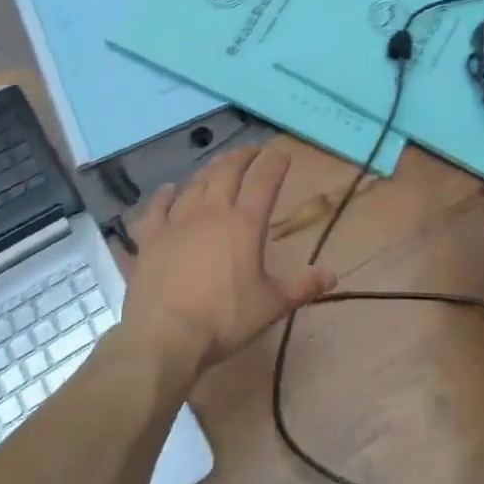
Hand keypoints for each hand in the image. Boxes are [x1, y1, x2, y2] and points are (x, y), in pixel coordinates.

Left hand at [123, 142, 334, 379]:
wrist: (165, 334)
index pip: (264, 183)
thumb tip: (333, 274)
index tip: (282, 152)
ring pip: (196, 184)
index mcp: (244, 225)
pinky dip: (164, 195)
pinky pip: (157, 207)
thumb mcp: (270, 306)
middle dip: (242, 157)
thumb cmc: (224, 319)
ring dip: (209, 169)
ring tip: (218, 162)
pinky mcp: (151, 237)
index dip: (275, 164)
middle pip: (228, 173)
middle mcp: (212, 213)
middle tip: (251, 149)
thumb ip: (302, 287)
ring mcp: (178, 221)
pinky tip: (168, 188)